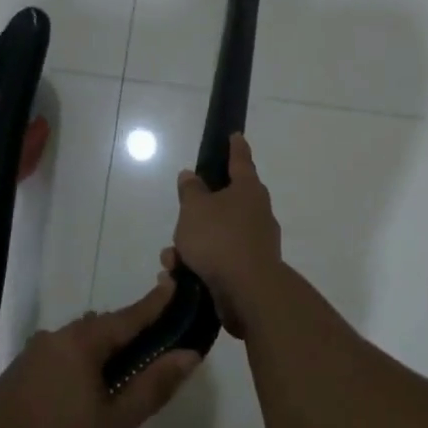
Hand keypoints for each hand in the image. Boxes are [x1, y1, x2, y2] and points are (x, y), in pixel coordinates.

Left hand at [0, 282, 198, 427]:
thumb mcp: (114, 427)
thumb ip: (151, 387)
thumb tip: (189, 353)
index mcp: (78, 344)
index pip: (126, 317)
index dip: (153, 304)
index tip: (172, 283)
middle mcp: (50, 341)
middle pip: (98, 329)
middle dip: (125, 333)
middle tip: (153, 346)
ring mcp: (24, 362)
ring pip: (72, 347)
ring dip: (97, 355)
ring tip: (119, 375)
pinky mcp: (8, 384)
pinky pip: (52, 364)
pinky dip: (73, 370)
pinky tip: (78, 397)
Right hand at [172, 133, 283, 338]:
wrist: (248, 292)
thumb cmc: (219, 239)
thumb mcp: (194, 209)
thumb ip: (191, 190)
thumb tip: (191, 175)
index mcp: (248, 190)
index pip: (240, 161)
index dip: (235, 147)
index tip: (235, 135)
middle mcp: (256, 213)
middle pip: (224, 203)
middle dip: (197, 214)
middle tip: (180, 220)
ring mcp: (255, 243)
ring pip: (216, 236)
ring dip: (191, 246)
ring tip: (170, 260)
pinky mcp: (248, 271)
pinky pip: (218, 261)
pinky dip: (198, 265)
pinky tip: (178, 277)